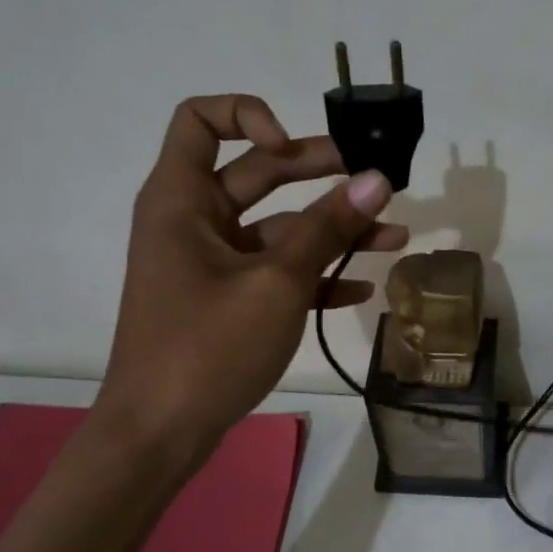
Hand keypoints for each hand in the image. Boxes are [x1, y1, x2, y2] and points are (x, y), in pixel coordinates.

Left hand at [93, 94, 406, 458]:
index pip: (201, 120)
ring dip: (332, 231)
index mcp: (182, 200)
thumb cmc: (208, 347)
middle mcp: (193, 221)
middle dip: (317, 173)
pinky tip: (362, 288)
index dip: (249, 116)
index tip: (294, 148)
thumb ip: (327, 228)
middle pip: (257, 173)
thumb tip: (378, 180)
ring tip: (393, 237)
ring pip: (278, 229)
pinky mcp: (228, 301)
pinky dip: (315, 276)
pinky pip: (275, 273)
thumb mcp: (276, 282)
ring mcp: (212, 265)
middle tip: (374, 179)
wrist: (160, 435)